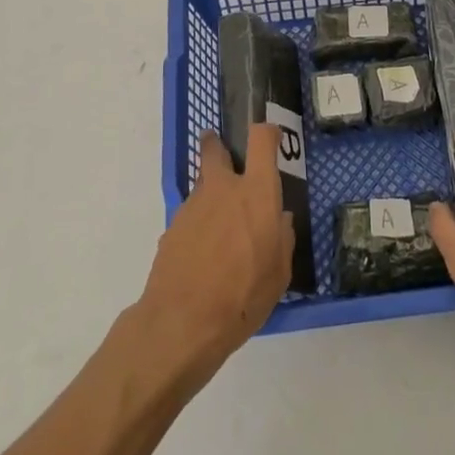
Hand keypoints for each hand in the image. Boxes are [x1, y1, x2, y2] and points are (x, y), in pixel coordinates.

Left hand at [136, 125, 293, 375]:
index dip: (266, 133)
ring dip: (211, 195)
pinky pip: (191, 215)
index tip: (270, 137)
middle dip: (218, 146)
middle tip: (226, 158)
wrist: (182, 322)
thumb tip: (279, 220)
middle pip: (215, 149)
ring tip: (220, 230)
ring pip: (202, 185)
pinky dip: (198, 224)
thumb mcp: (279, 274)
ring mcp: (193, 205)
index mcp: (256, 193)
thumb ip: (282, 239)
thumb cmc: (242, 296)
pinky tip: (203, 255)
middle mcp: (223, 188)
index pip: (261, 140)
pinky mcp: (172, 227)